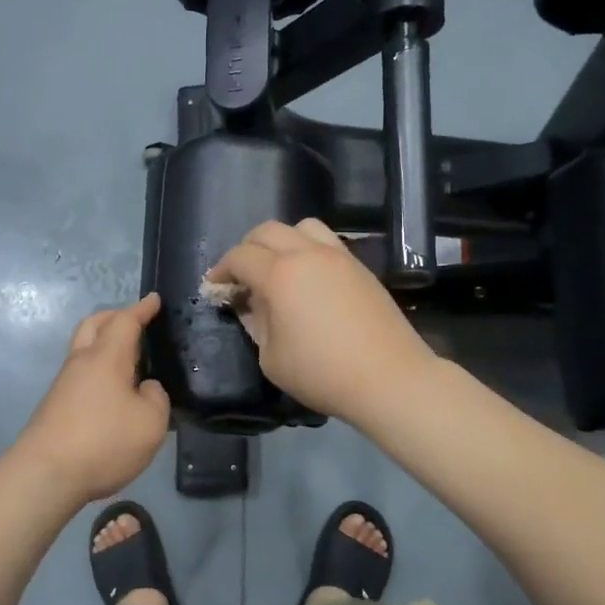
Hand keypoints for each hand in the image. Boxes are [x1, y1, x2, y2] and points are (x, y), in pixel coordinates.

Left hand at [14, 293, 171, 507]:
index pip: (125, 321)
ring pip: (83, 348)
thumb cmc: (104, 442)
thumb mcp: (151, 423)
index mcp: (107, 357)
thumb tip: (146, 389)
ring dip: (103, 342)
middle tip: (135, 320)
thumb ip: (156, 399)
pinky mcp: (55, 405)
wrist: (45, 474)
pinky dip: (98, 367)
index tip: (153, 299)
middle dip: (115, 316)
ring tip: (127, 355)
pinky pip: (80, 372)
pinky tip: (111, 388)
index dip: (142, 309)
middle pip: (94, 325)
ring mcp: (64, 384)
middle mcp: (82, 362)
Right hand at [206, 219, 436, 424]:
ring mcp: (338, 256)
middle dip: (247, 248)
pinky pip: (327, 242)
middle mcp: (307, 254)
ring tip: (278, 267)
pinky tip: (308, 278)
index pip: (240, 257)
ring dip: (282, 240)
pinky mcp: (360, 266)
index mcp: (279, 275)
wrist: (388, 378)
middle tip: (241, 275)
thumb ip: (256, 323)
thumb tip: (251, 305)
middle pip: (268, 231)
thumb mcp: (271, 358)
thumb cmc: (322, 373)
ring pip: (301, 227)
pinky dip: (308, 249)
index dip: (221, 270)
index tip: (215, 287)